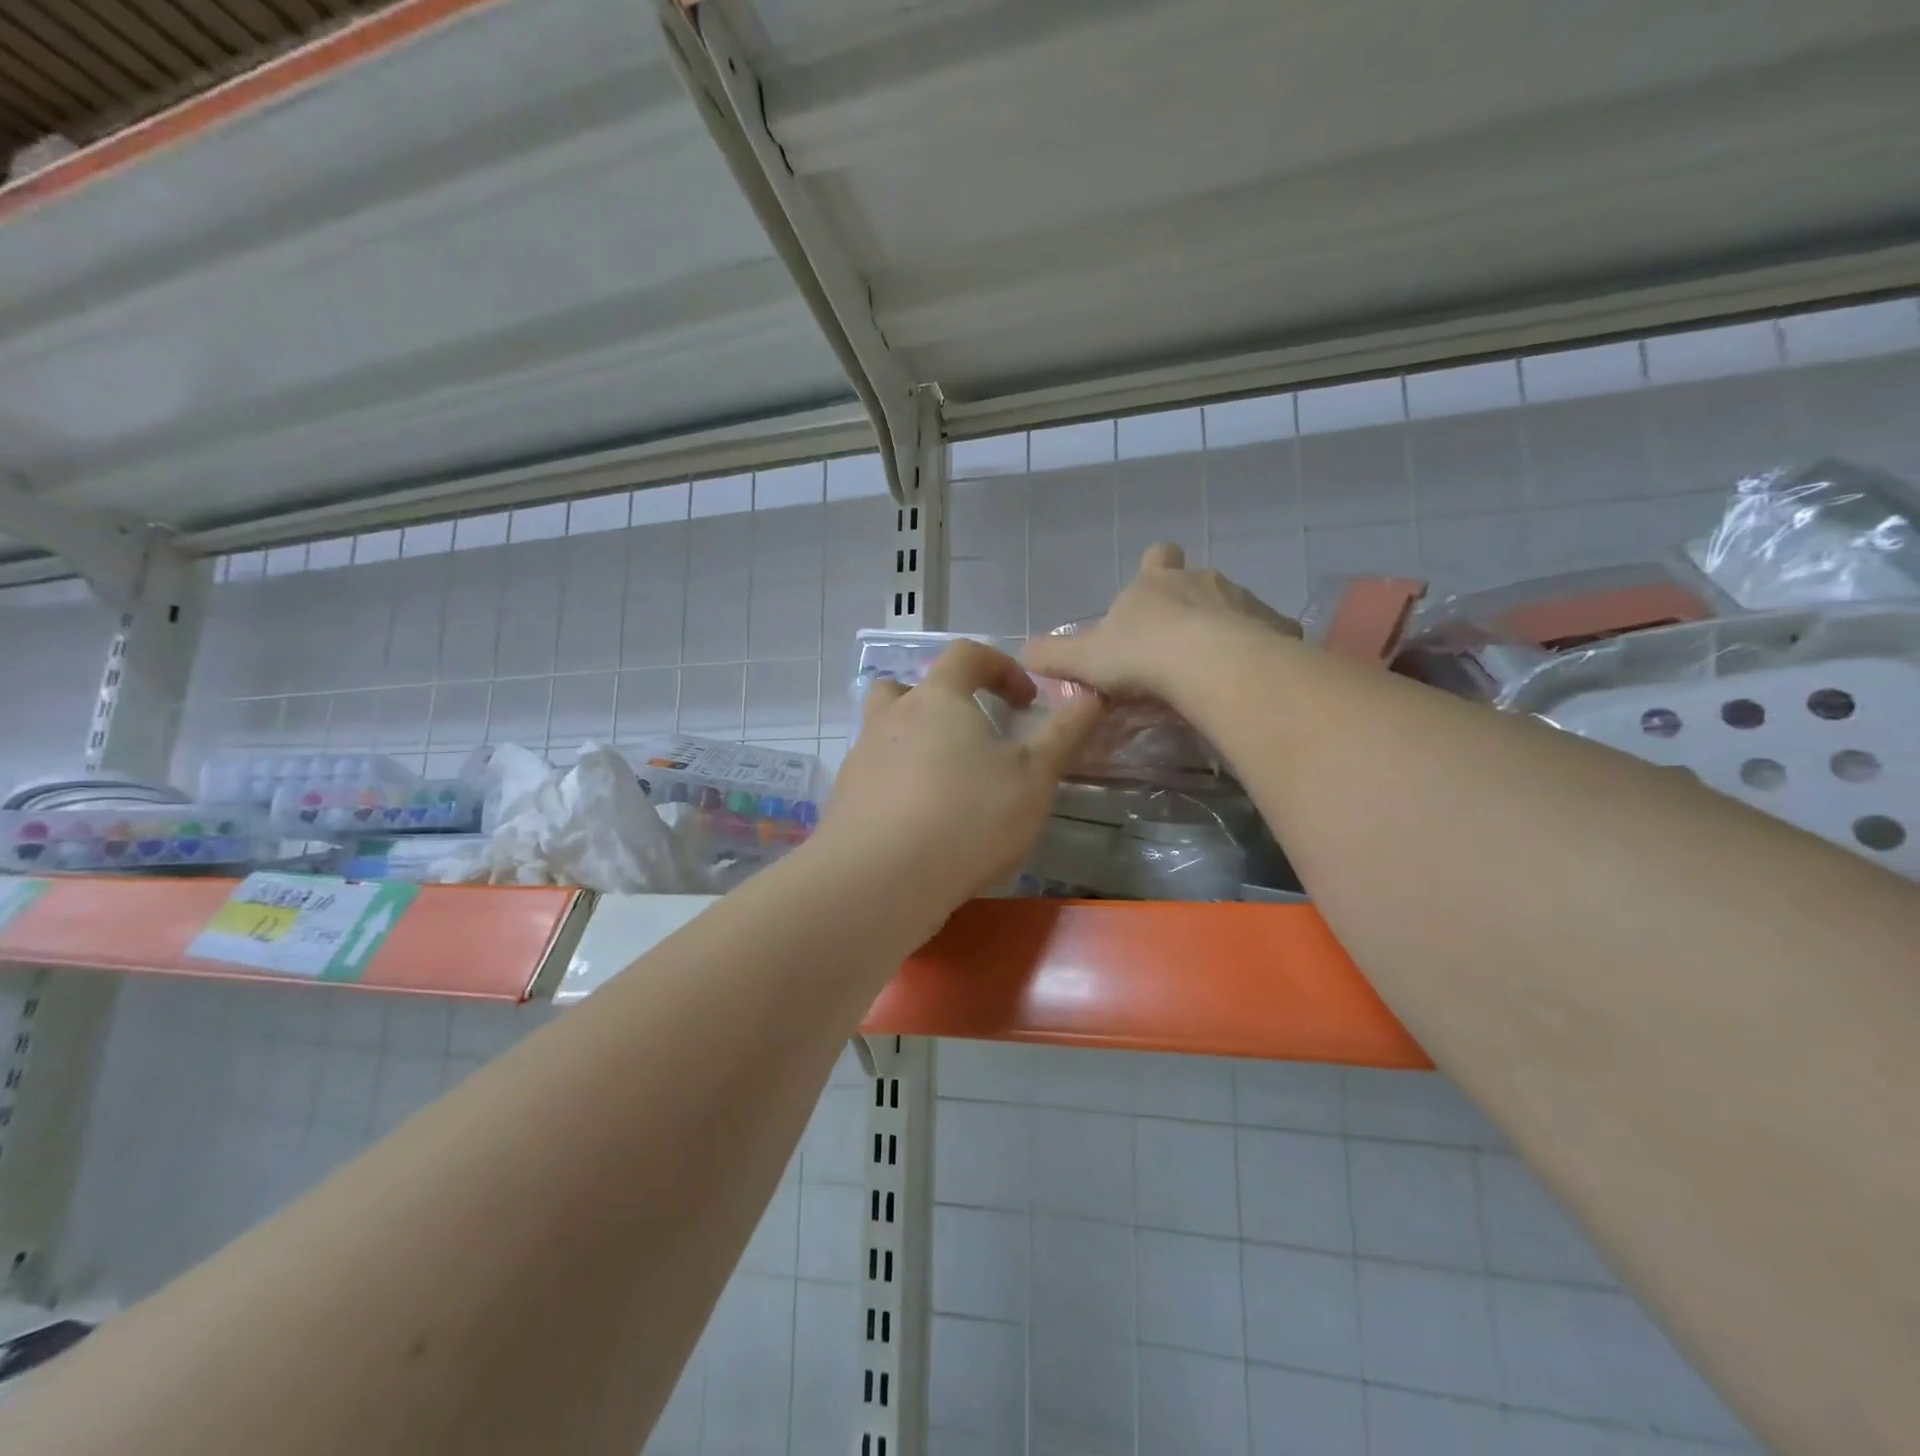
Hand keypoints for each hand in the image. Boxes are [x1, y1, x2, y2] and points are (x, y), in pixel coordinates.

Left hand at [815, 640, 1102, 919]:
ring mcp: (861, 758)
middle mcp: (891, 717)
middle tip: (969, 735)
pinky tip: (919, 823)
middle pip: (909, 687)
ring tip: (946, 782)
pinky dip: (897, 785)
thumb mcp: (1035, 777)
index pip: (967, 655)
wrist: (881, 878)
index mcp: (938, 698)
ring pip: (885, 732)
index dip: (1001, 667)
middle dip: (942, 701)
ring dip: (915, 743)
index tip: (1026, 700)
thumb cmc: (968, 816)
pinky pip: (874, 776)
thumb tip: (1092, 695)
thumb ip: (1065, 734)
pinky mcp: (844, 799)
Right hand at [1021, 542, 1298, 701]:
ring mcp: (1242, 600)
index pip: (1156, 557)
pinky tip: (1244, 678)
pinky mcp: (1275, 627)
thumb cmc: (1141, 655)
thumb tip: (1022, 652)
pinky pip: (1265, 633)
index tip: (1150, 592)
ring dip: (1222, 629)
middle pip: (1196, 581)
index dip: (1153, 569)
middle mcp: (1201, 581)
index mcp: (1155, 583)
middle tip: (1176, 645)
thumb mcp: (1085, 659)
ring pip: (1232, 607)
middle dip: (1189, 605)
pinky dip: (1255, 650)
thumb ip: (1053, 655)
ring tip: (1211, 669)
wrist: (1210, 666)